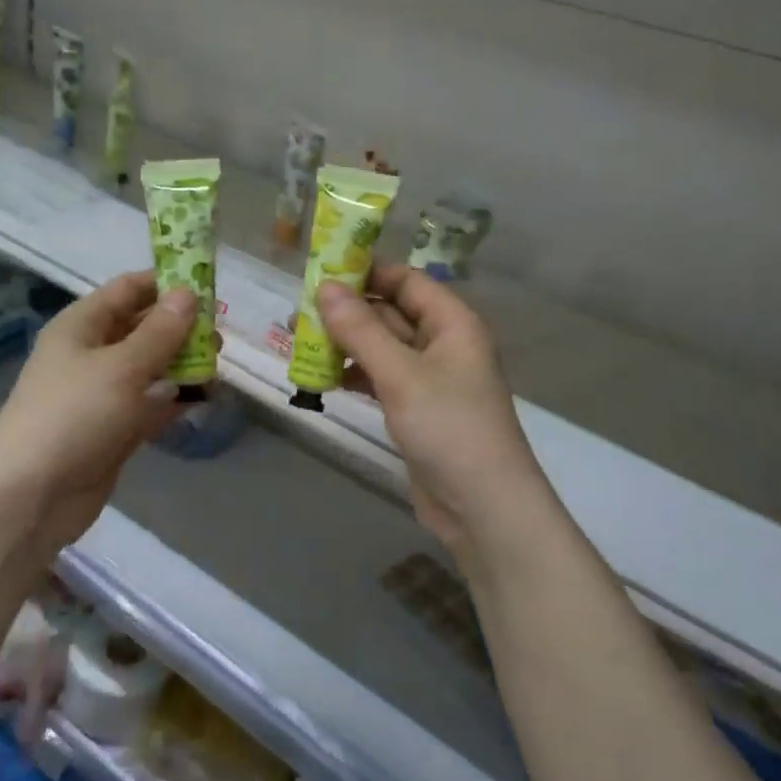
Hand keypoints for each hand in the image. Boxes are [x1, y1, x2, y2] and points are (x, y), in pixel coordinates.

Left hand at [0, 271, 196, 553]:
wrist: (32, 495)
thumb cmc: (74, 415)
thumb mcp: (122, 367)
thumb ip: (160, 332)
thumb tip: (189, 293)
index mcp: (81, 326)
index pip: (127, 289)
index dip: (165, 284)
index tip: (208, 285)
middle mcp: (90, 354)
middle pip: (140, 328)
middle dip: (179, 328)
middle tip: (219, 334)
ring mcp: (101, 394)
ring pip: (148, 368)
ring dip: (180, 365)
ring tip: (217, 366)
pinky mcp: (112, 430)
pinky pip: (148, 405)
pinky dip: (172, 401)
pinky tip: (203, 399)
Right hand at [318, 265, 547, 564]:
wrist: (482, 507)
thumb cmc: (448, 428)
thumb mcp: (401, 374)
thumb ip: (361, 329)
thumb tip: (325, 286)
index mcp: (453, 324)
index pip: (407, 281)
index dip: (367, 273)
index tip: (321, 274)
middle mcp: (444, 344)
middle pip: (392, 313)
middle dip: (349, 312)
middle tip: (299, 312)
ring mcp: (431, 379)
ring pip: (383, 348)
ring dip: (347, 344)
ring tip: (301, 343)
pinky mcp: (417, 410)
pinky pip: (382, 379)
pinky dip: (356, 375)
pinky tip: (324, 378)